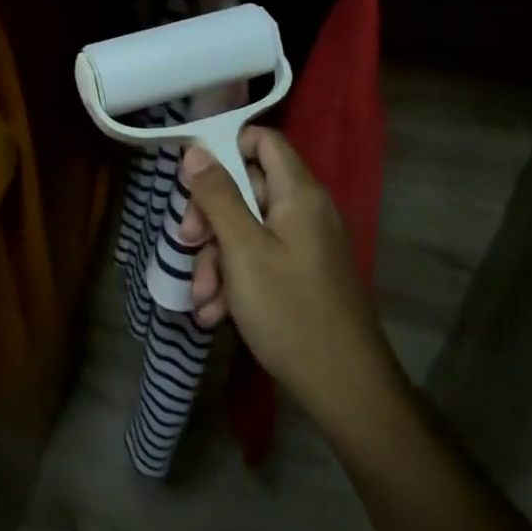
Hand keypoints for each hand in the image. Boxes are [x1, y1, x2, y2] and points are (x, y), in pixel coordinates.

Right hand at [180, 128, 403, 424]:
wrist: (345, 389)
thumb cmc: (290, 310)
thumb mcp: (242, 250)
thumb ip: (218, 195)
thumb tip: (197, 150)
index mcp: (298, 194)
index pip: (262, 141)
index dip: (226, 148)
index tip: (191, 177)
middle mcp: (304, 211)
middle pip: (246, 188)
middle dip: (210, 218)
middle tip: (186, 243)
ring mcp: (303, 245)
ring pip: (246, 230)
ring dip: (216, 259)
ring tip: (202, 298)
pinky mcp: (300, 276)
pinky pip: (258, 260)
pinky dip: (234, 281)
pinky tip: (216, 314)